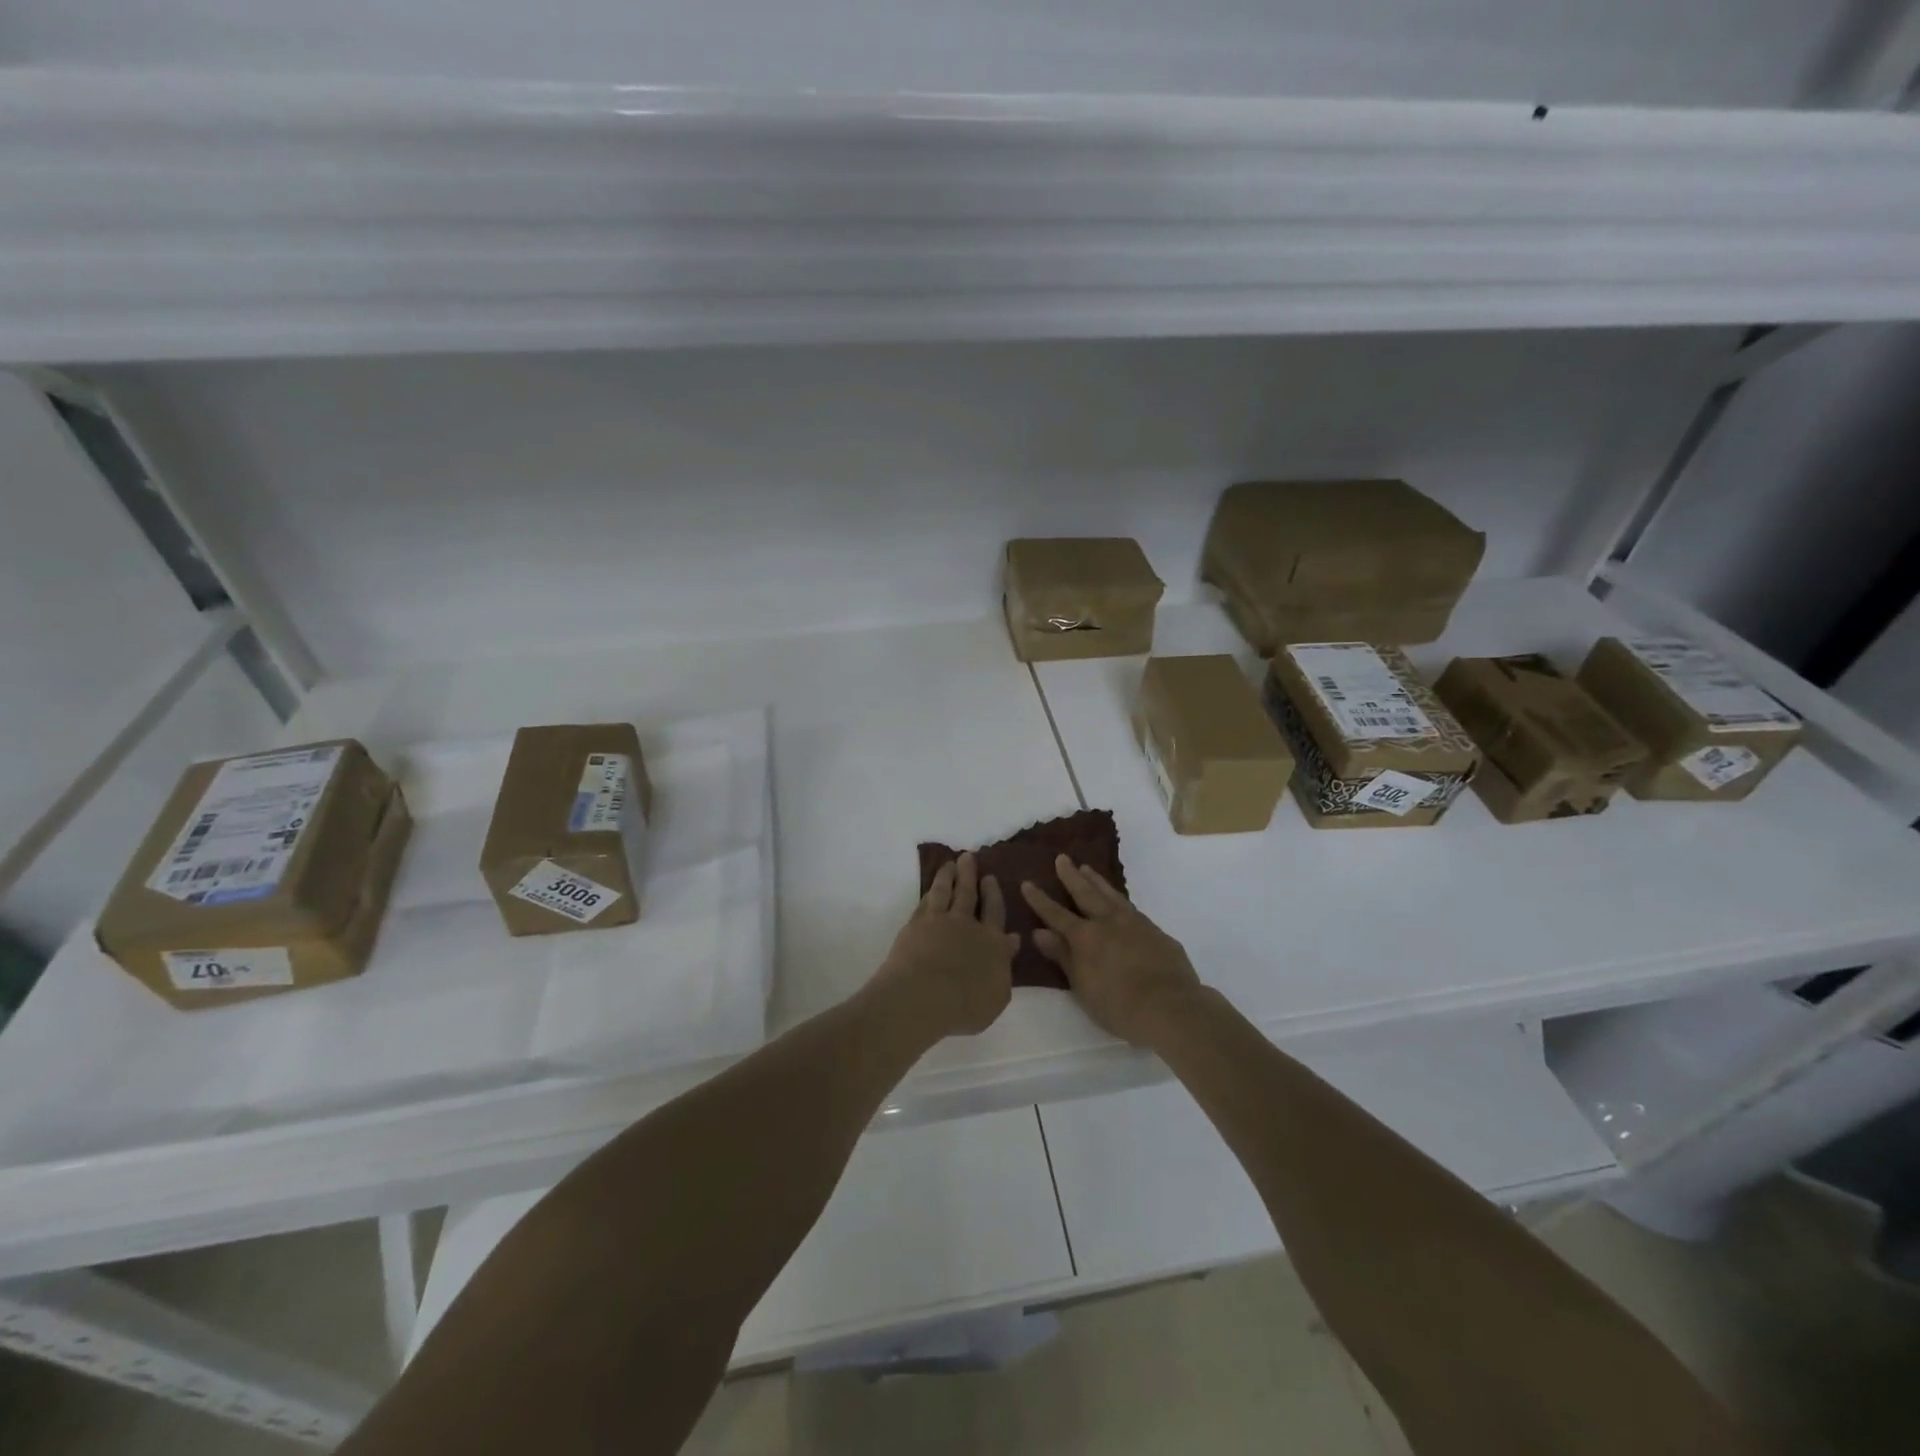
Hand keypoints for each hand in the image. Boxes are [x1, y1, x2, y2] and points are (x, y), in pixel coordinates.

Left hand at [873, 853, 1016, 1039]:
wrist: (923, 996)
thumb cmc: (965, 1005)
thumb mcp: (997, 995)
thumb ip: (1005, 966)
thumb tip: (1012, 940)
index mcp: (992, 942)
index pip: (995, 912)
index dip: (993, 894)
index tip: (990, 878)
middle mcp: (967, 925)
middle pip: (969, 894)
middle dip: (970, 875)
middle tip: (968, 857)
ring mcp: (939, 921)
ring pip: (945, 891)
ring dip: (948, 875)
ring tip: (950, 863)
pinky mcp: (915, 925)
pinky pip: (926, 902)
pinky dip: (930, 891)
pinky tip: (931, 887)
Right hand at [1022, 855, 1203, 1047]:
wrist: (1171, 1008)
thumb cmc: (1119, 1005)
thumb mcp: (1082, 986)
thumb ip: (1063, 956)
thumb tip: (1040, 933)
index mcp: (1085, 937)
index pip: (1056, 914)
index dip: (1040, 900)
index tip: (1027, 883)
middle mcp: (1108, 922)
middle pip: (1086, 893)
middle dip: (1071, 876)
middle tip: (1062, 858)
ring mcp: (1135, 924)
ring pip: (1111, 895)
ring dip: (1097, 881)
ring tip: (1087, 868)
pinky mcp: (1156, 932)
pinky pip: (1132, 908)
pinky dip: (1119, 899)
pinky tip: (1119, 901)